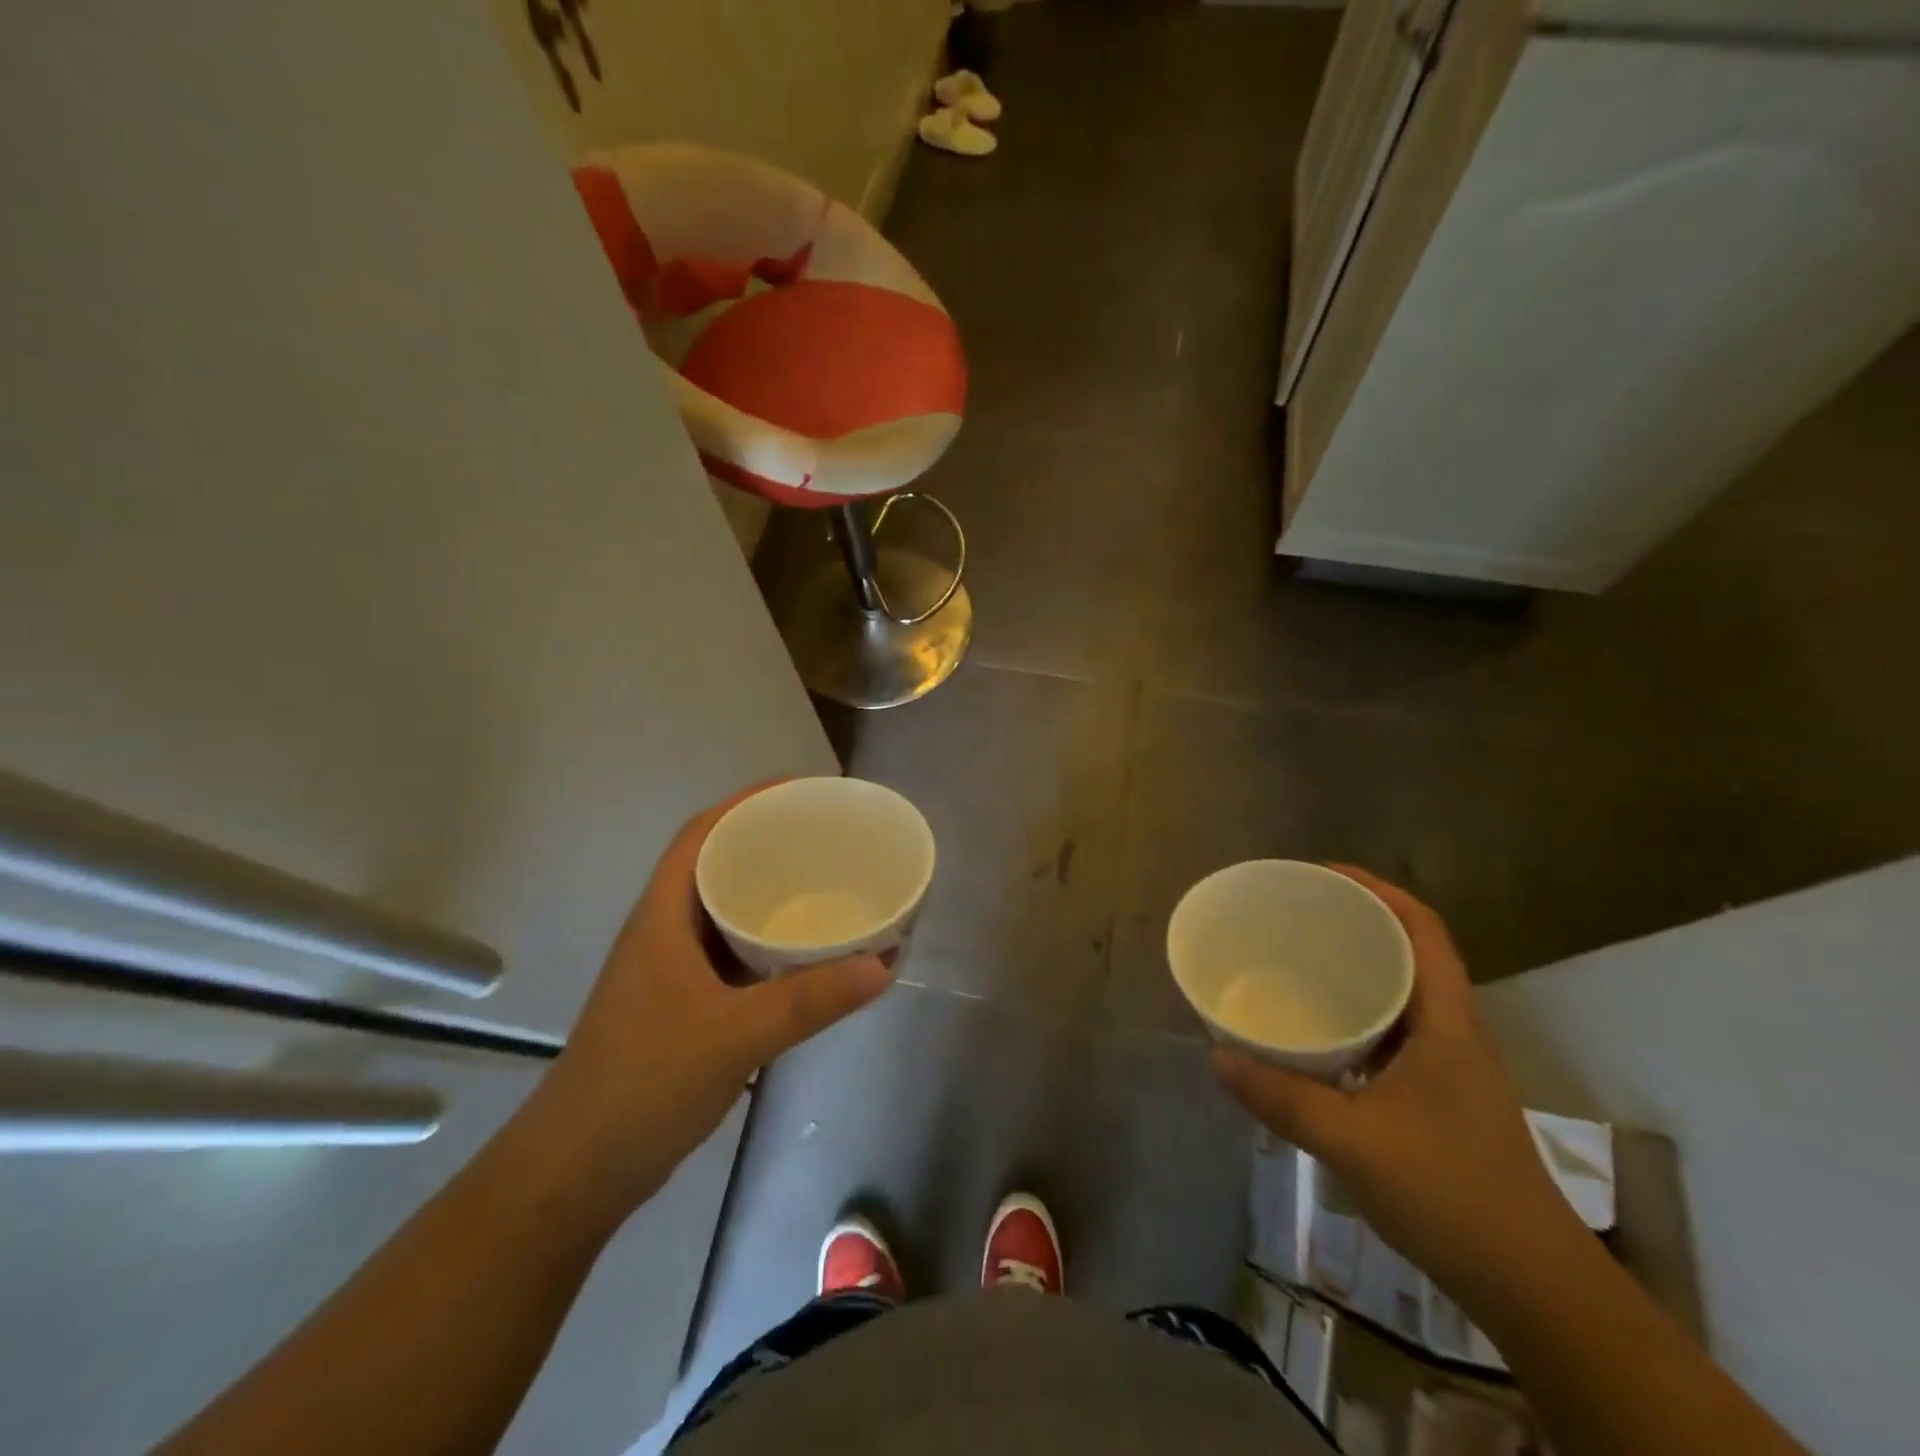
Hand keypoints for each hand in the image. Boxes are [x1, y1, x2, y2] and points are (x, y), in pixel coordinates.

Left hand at [525, 783, 894, 1215]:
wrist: (576, 1172)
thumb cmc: (642, 1085)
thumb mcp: (733, 1037)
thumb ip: (809, 1000)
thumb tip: (884, 964)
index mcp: (662, 916)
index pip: (701, 833)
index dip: (747, 802)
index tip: (801, 792)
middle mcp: (664, 931)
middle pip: (715, 864)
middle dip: (767, 842)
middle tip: (827, 837)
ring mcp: (670, 970)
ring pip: (723, 910)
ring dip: (767, 893)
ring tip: (824, 884)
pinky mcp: (681, 1004)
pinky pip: (731, 951)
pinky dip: (766, 941)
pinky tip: (803, 953)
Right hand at [1212, 866, 1581, 1305]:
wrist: (1536, 1289)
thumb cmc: (1454, 1196)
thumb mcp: (1354, 1142)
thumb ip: (1282, 1097)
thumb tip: (1216, 1056)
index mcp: (1447, 1022)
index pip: (1422, 929)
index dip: (1377, 890)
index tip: (1321, 875)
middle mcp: (1451, 1032)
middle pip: (1408, 953)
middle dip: (1355, 923)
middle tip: (1294, 916)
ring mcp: (1447, 1068)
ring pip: (1398, 997)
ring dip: (1354, 972)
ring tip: (1296, 964)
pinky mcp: (1436, 1099)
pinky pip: (1388, 1036)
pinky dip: (1352, 1020)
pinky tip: (1314, 1038)